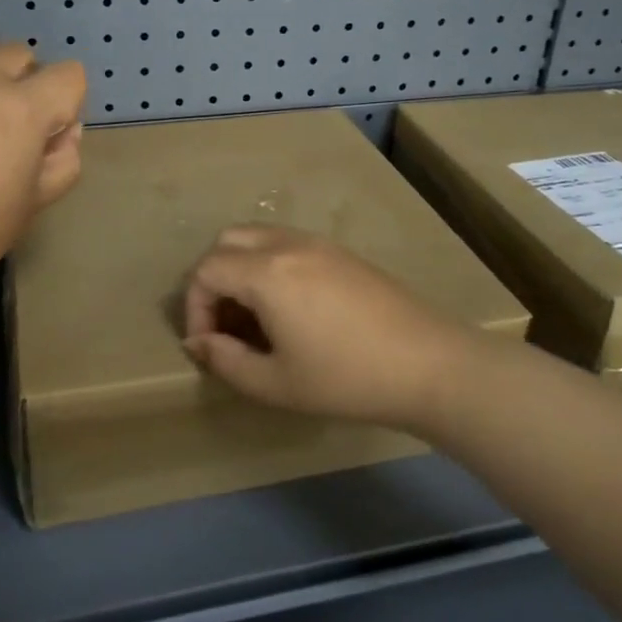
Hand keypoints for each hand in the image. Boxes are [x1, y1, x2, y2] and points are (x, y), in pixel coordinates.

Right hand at [182, 225, 482, 431]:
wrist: (427, 364)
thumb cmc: (346, 378)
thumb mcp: (276, 384)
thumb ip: (226, 361)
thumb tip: (200, 342)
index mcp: (266, 272)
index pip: (206, 270)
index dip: (194, 307)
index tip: (207, 345)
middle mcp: (287, 244)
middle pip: (227, 241)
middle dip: (213, 279)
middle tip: (225, 323)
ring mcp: (318, 243)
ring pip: (258, 237)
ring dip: (241, 268)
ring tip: (255, 317)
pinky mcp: (341, 252)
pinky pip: (287, 243)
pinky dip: (270, 265)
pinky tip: (290, 308)